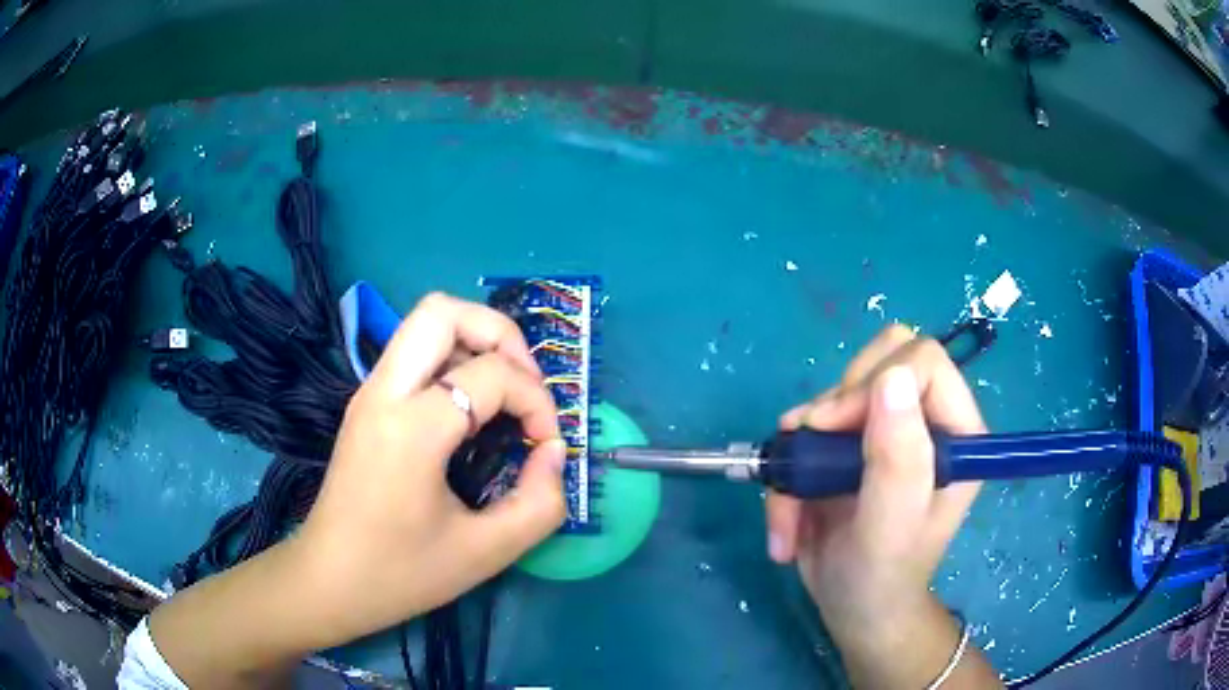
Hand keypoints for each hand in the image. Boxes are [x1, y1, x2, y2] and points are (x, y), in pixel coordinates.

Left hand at [296, 292, 567, 643]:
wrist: (328, 581)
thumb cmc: (402, 573)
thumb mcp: (487, 553)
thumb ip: (540, 503)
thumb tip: (552, 452)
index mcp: (412, 429)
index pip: (491, 375)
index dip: (537, 402)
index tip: (546, 446)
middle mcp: (384, 392)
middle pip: (443, 310)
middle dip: (501, 334)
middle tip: (526, 383)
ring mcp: (369, 392)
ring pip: (425, 322)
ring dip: (476, 341)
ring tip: (504, 391)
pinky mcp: (366, 403)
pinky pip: (414, 352)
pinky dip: (453, 359)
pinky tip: (471, 408)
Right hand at [766, 326, 998, 687]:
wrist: (854, 609)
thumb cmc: (882, 576)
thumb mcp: (891, 527)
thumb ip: (899, 458)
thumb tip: (892, 377)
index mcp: (955, 433)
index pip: (924, 363)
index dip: (875, 383)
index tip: (831, 429)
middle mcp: (923, 422)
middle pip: (880, 361)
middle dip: (835, 407)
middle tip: (812, 455)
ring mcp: (884, 431)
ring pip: (835, 393)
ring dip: (802, 447)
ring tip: (791, 505)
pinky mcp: (847, 445)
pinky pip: (807, 428)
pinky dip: (788, 470)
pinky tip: (787, 518)